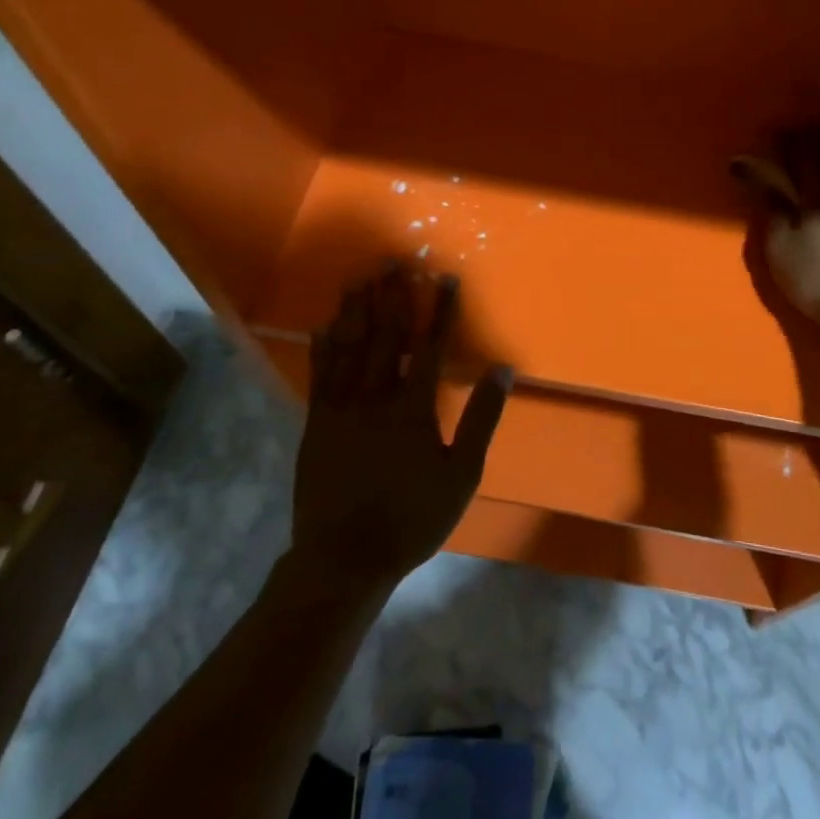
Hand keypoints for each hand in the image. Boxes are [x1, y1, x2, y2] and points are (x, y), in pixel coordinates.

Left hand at [292, 267, 511, 588]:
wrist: (344, 558)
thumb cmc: (412, 517)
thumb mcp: (462, 473)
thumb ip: (482, 418)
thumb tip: (502, 369)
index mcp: (413, 406)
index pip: (430, 345)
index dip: (439, 309)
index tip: (444, 277)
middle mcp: (375, 395)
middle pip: (386, 335)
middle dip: (392, 295)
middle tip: (392, 260)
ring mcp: (341, 407)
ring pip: (350, 347)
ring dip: (357, 310)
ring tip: (360, 278)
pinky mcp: (317, 422)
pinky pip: (320, 374)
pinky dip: (323, 346)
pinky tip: (324, 324)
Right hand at [732, 124, 819, 332]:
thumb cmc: (815, 274)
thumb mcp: (779, 241)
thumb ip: (769, 198)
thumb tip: (746, 165)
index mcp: (819, 182)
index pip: (800, 145)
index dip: (783, 139)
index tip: (768, 141)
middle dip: (810, 140)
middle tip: (791, 147)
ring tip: (819, 159)